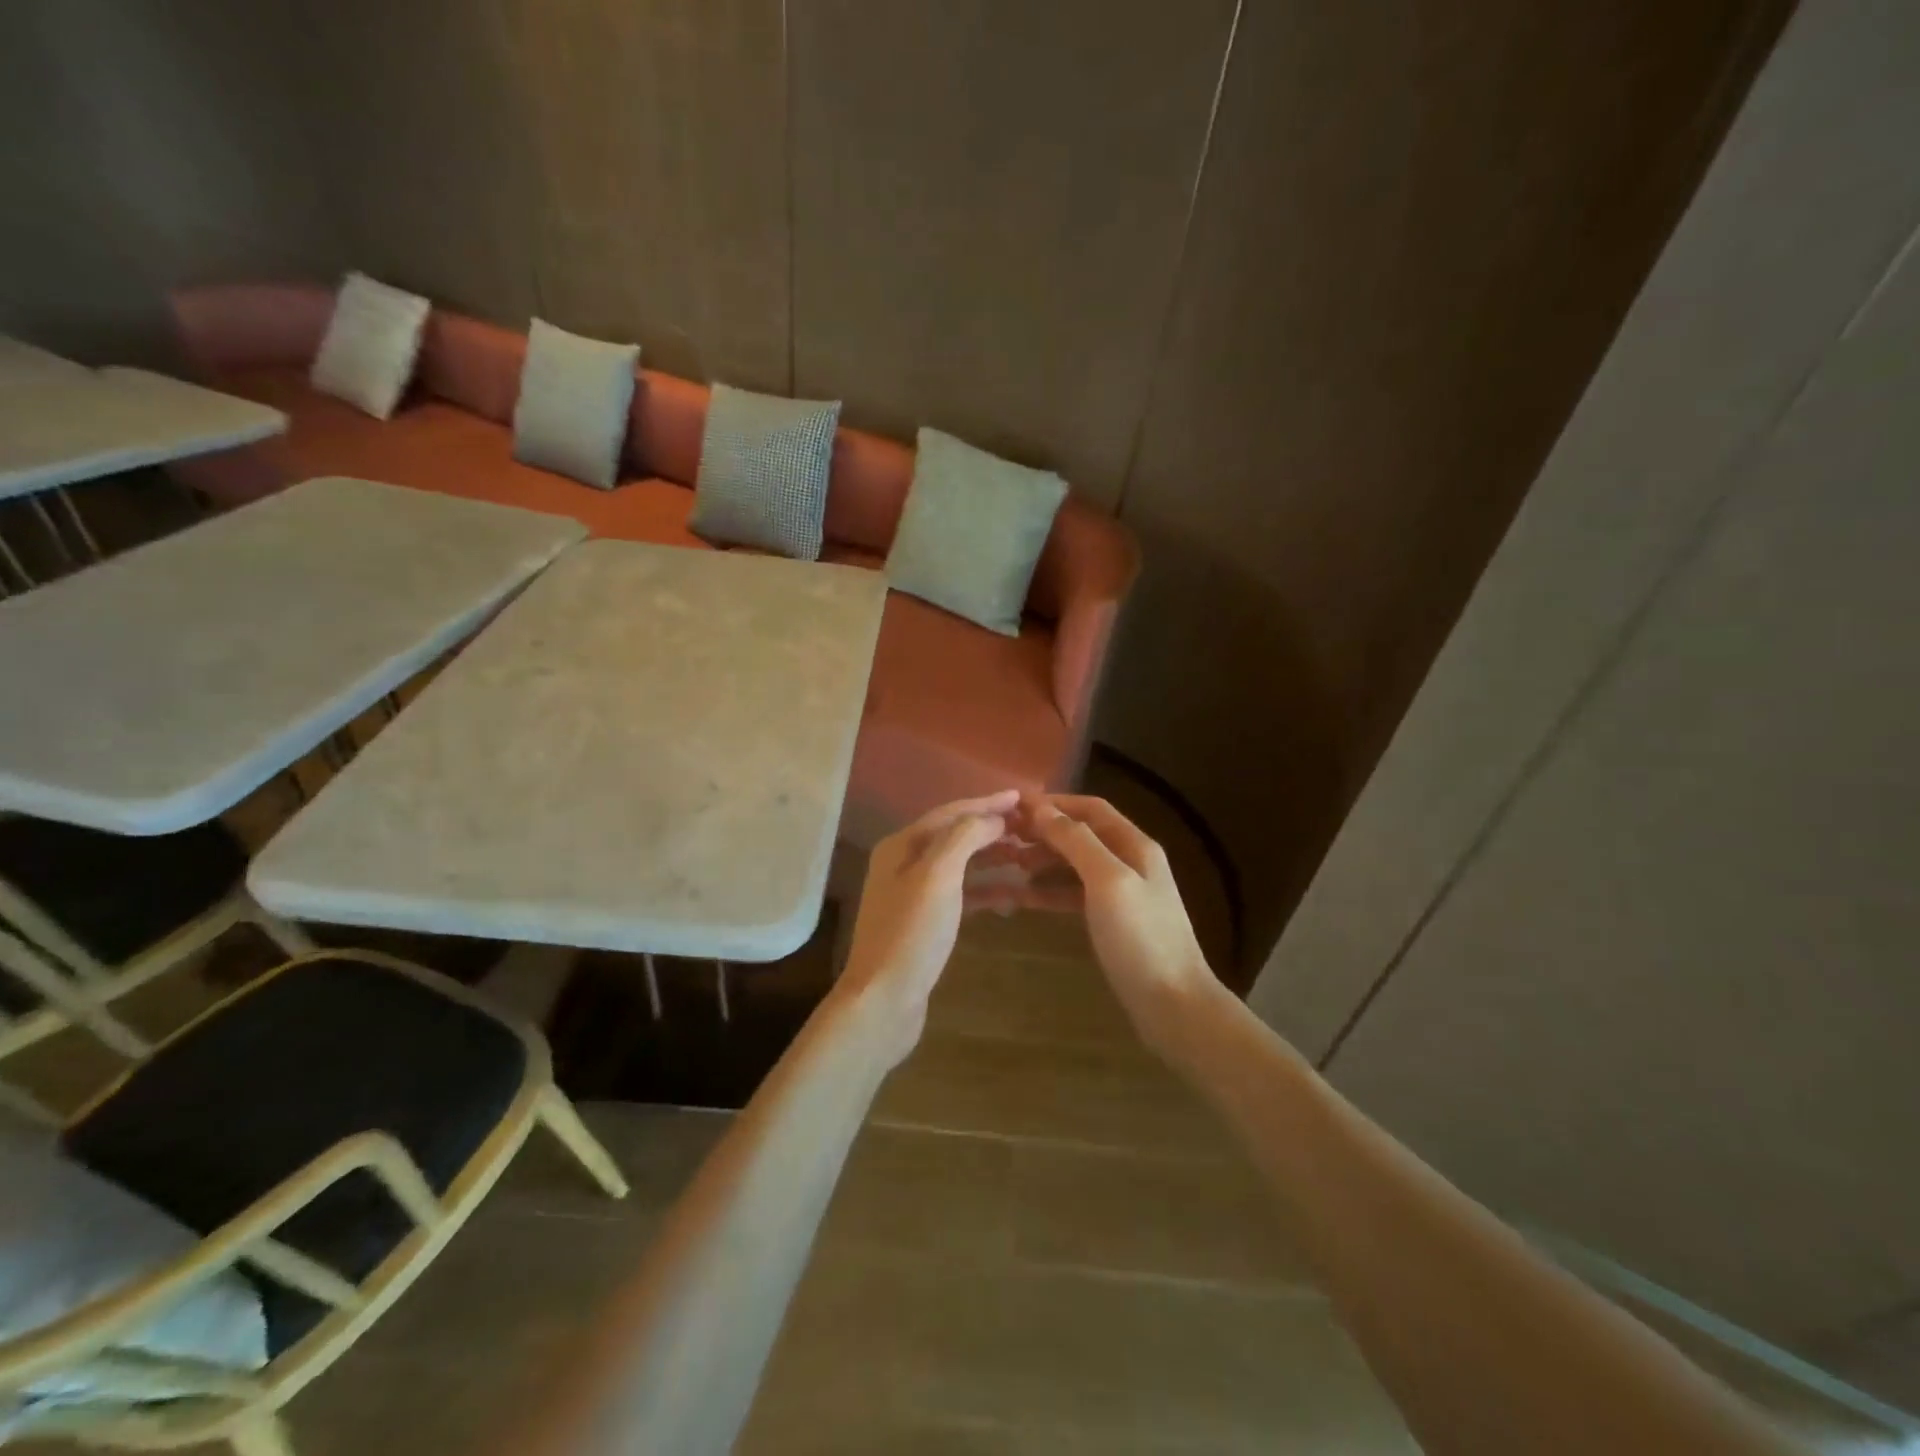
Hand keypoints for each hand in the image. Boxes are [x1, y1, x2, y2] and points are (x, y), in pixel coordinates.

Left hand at [837, 790, 1019, 1063]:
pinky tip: (1013, 895)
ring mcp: (913, 895)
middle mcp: (903, 863)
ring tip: (1029, 857)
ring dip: (992, 858)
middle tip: (1033, 828)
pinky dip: (986, 890)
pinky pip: (961, 894)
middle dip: (992, 829)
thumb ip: (965, 838)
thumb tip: (993, 817)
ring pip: (960, 865)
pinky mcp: (925, 923)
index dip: (987, 803)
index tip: (1023, 798)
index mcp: (902, 846)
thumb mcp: (938, 876)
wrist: (884, 1001)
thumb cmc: (912, 933)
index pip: (950, 813)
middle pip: (955, 836)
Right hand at [1024, 794, 1223, 1062]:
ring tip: (1008, 863)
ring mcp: (1122, 893)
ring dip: (1043, 860)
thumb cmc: (1141, 937)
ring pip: (1075, 865)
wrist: (1173, 1004)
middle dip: (1044, 831)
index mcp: (1135, 845)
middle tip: (1003, 837)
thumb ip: (1077, 842)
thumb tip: (1043, 809)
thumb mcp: (1108, 881)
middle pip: (1081, 834)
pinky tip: (1022, 897)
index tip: (1014, 807)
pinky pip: (1074, 895)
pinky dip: (1049, 891)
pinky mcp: (1112, 922)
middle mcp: (1130, 862)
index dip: (1055, 803)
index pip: (1091, 808)